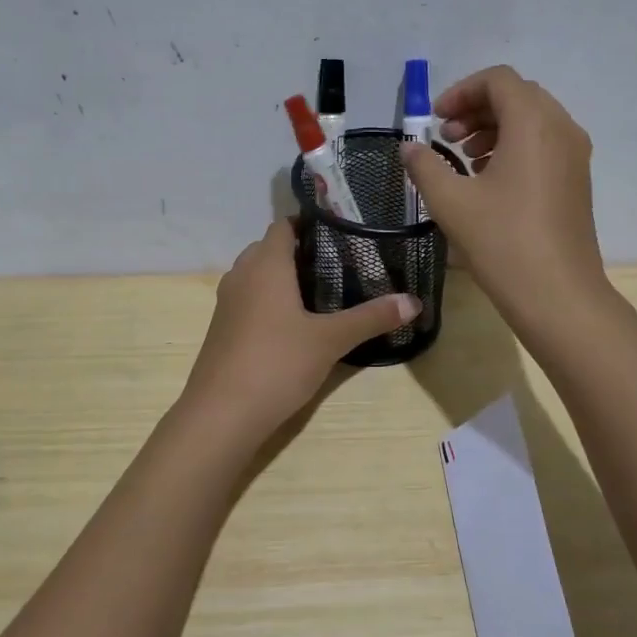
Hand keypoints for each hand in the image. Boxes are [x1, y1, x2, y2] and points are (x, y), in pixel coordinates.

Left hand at [181, 221, 420, 441]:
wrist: (221, 414)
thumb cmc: (277, 363)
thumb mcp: (330, 340)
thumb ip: (371, 318)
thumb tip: (415, 301)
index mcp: (265, 264)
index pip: (284, 225)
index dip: (310, 222)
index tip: (342, 231)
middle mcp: (241, 274)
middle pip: (269, 248)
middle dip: (301, 251)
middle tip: (340, 262)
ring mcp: (227, 302)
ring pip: (257, 275)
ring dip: (283, 277)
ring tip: (322, 291)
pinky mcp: (222, 328)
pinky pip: (248, 299)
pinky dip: (269, 300)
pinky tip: (294, 323)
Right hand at [401, 65, 605, 319]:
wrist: (558, 295)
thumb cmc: (502, 242)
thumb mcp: (450, 202)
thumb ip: (425, 166)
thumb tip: (409, 148)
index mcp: (533, 123)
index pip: (498, 80)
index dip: (461, 91)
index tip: (435, 120)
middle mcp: (561, 129)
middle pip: (518, 96)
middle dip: (477, 109)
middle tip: (447, 138)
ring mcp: (575, 156)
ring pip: (533, 120)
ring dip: (495, 128)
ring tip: (465, 159)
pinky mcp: (577, 180)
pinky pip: (545, 144)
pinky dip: (514, 147)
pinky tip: (489, 181)